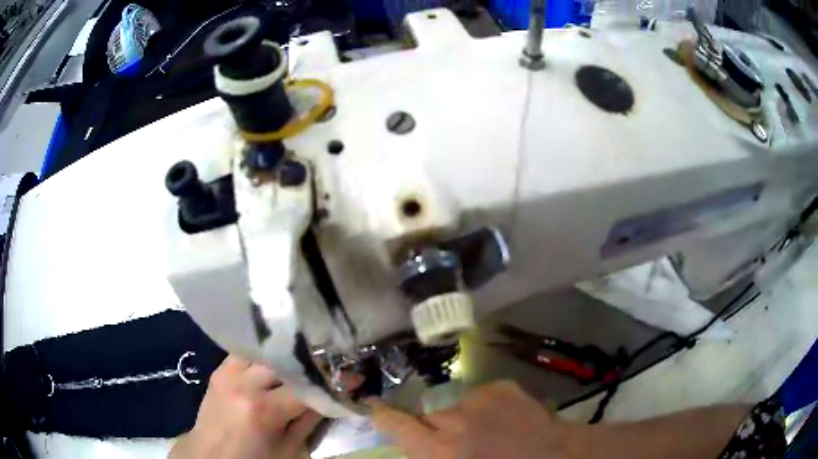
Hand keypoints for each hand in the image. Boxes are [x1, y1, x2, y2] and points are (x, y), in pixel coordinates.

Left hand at [170, 356, 321, 458]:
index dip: (333, 382)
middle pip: (286, 360)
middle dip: (311, 361)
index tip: (354, 375)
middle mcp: (243, 383)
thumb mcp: (287, 449)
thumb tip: (330, 397)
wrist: (208, 454)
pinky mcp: (220, 369)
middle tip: (330, 362)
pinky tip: (277, 356)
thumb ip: (308, 421)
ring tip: (306, 354)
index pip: (306, 387)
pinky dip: (265, 353)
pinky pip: (247, 351)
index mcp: (262, 410)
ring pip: (266, 349)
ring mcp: (228, 371)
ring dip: (287, 353)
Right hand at [370, 381, 572, 458]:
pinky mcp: (503, 387)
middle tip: (454, 442)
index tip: (373, 407)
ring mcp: (480, 399)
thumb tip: (416, 447)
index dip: (383, 415)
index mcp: (438, 449)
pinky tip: (505, 420)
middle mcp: (453, 419)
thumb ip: (430, 455)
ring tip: (487, 432)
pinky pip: (482, 396)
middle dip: (435, 428)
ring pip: (456, 406)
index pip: (396, 424)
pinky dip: (487, 407)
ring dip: (464, 419)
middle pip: (428, 415)